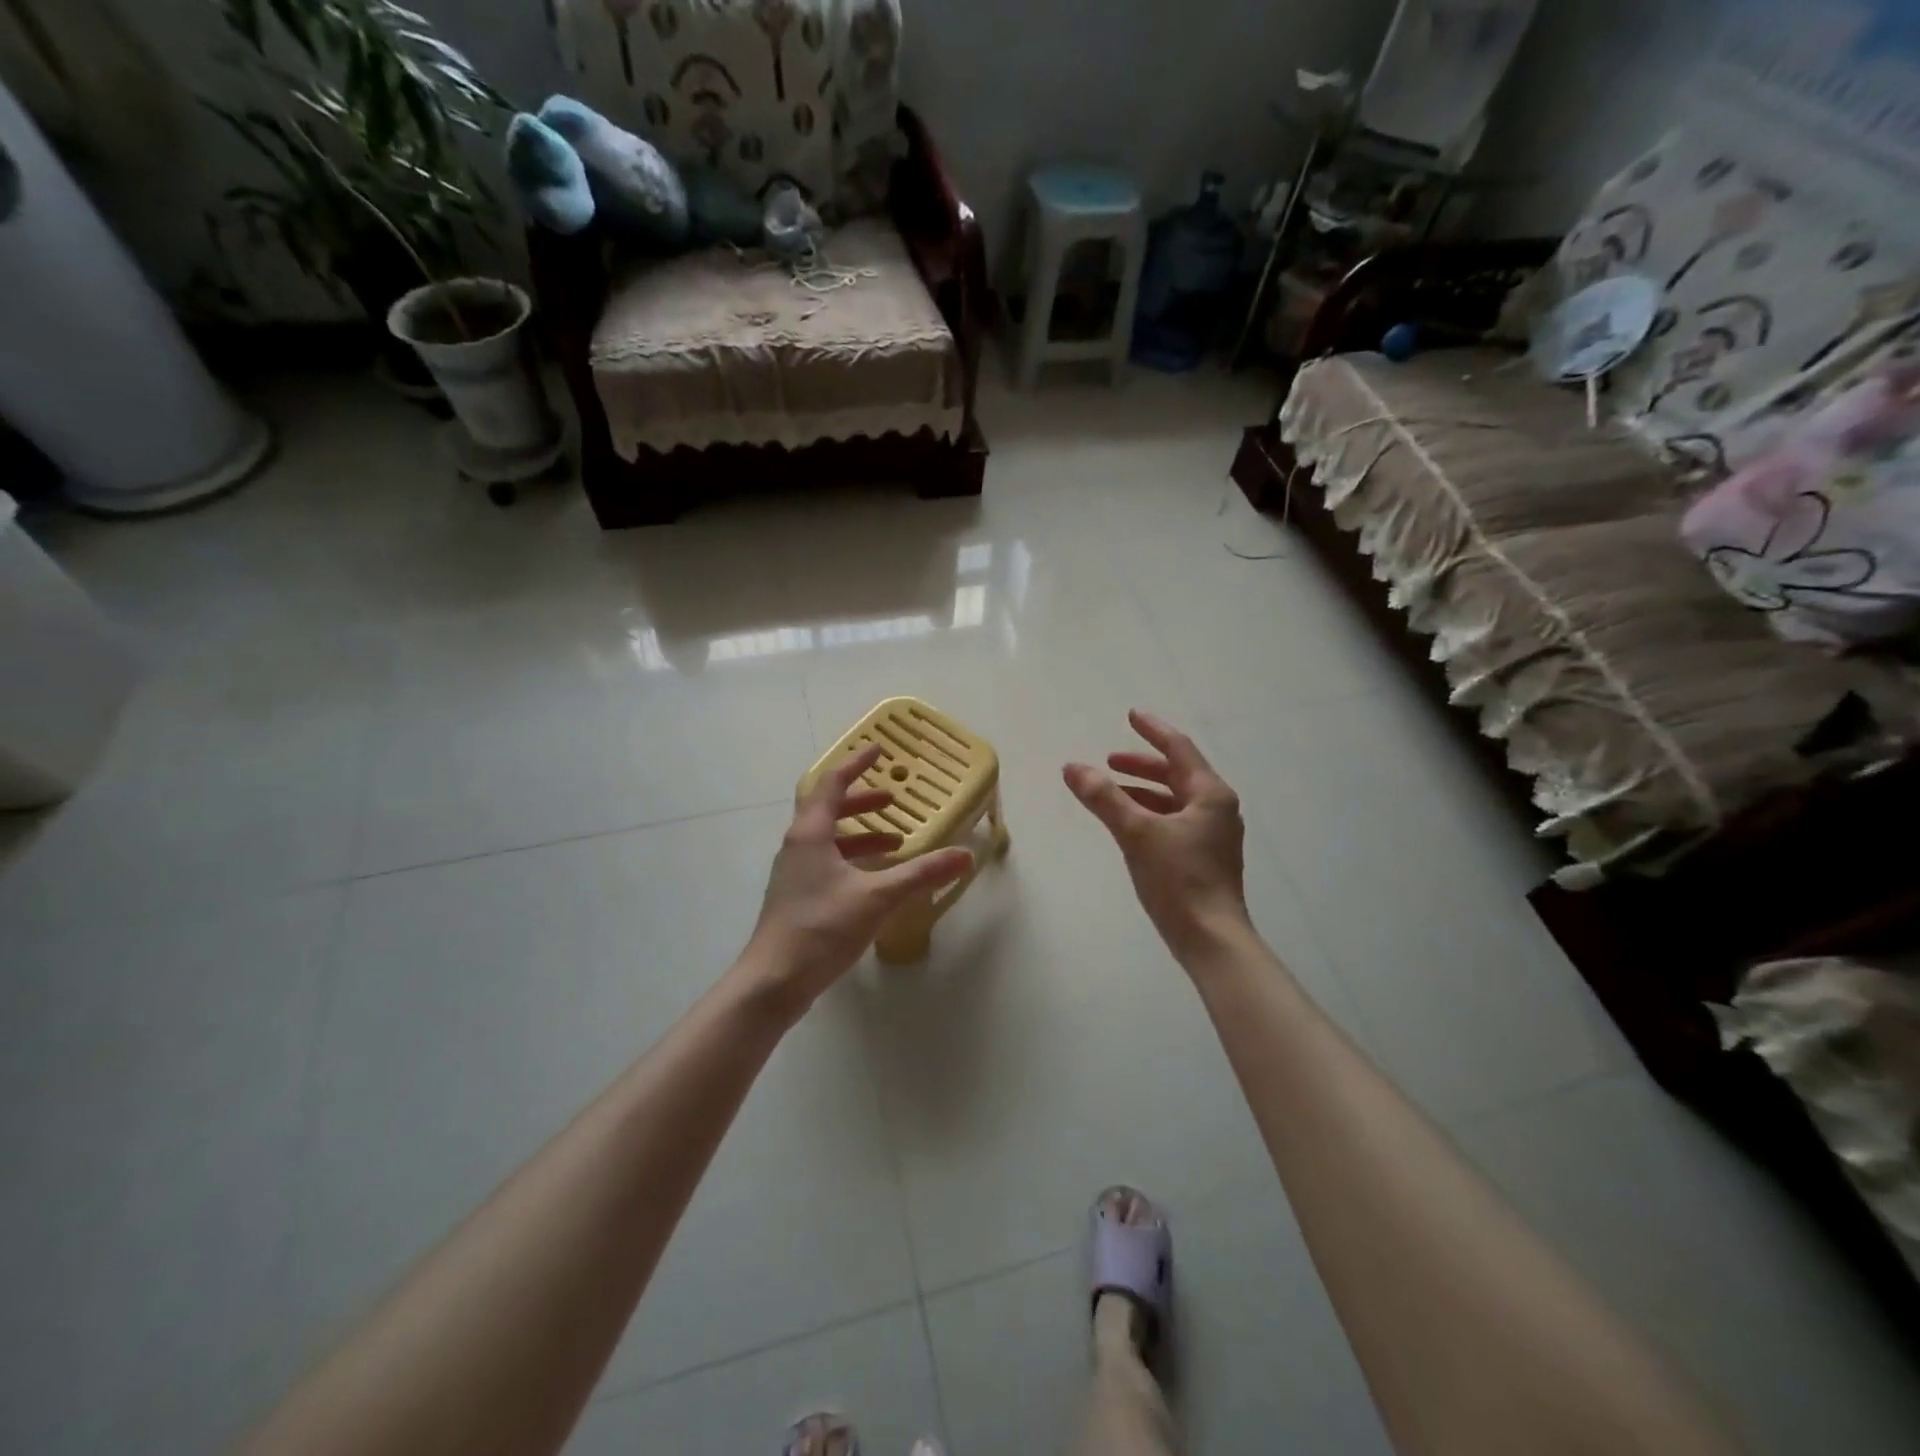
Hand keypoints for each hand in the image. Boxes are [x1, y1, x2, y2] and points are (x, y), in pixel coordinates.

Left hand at [744, 744, 972, 1012]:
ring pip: (829, 839)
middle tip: (893, 799)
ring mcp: (795, 873)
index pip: (832, 784)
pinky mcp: (798, 898)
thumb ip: (921, 874)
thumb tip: (964, 854)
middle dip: (862, 801)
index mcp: (811, 834)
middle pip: (829, 809)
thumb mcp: (877, 897)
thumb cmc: (821, 928)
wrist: (773, 981)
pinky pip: (828, 862)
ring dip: (861, 834)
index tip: (879, 749)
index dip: (856, 764)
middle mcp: (798, 846)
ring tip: (895, 841)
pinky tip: (876, 880)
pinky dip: (853, 859)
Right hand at [1064, 710, 1250, 961]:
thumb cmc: (1178, 879)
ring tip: (1110, 790)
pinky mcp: (1203, 857)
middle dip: (1142, 764)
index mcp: (1210, 794)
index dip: (1152, 730)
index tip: (1130, 715)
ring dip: (1143, 790)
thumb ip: (1103, 797)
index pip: (1179, 748)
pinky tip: (1127, 824)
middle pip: (1177, 773)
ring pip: (1174, 799)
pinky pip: (1173, 820)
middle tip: (1110, 759)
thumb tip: (1072, 767)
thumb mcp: (1136, 832)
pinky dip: (1149, 813)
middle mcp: (1216, 808)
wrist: (1211, 938)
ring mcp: (1212, 835)